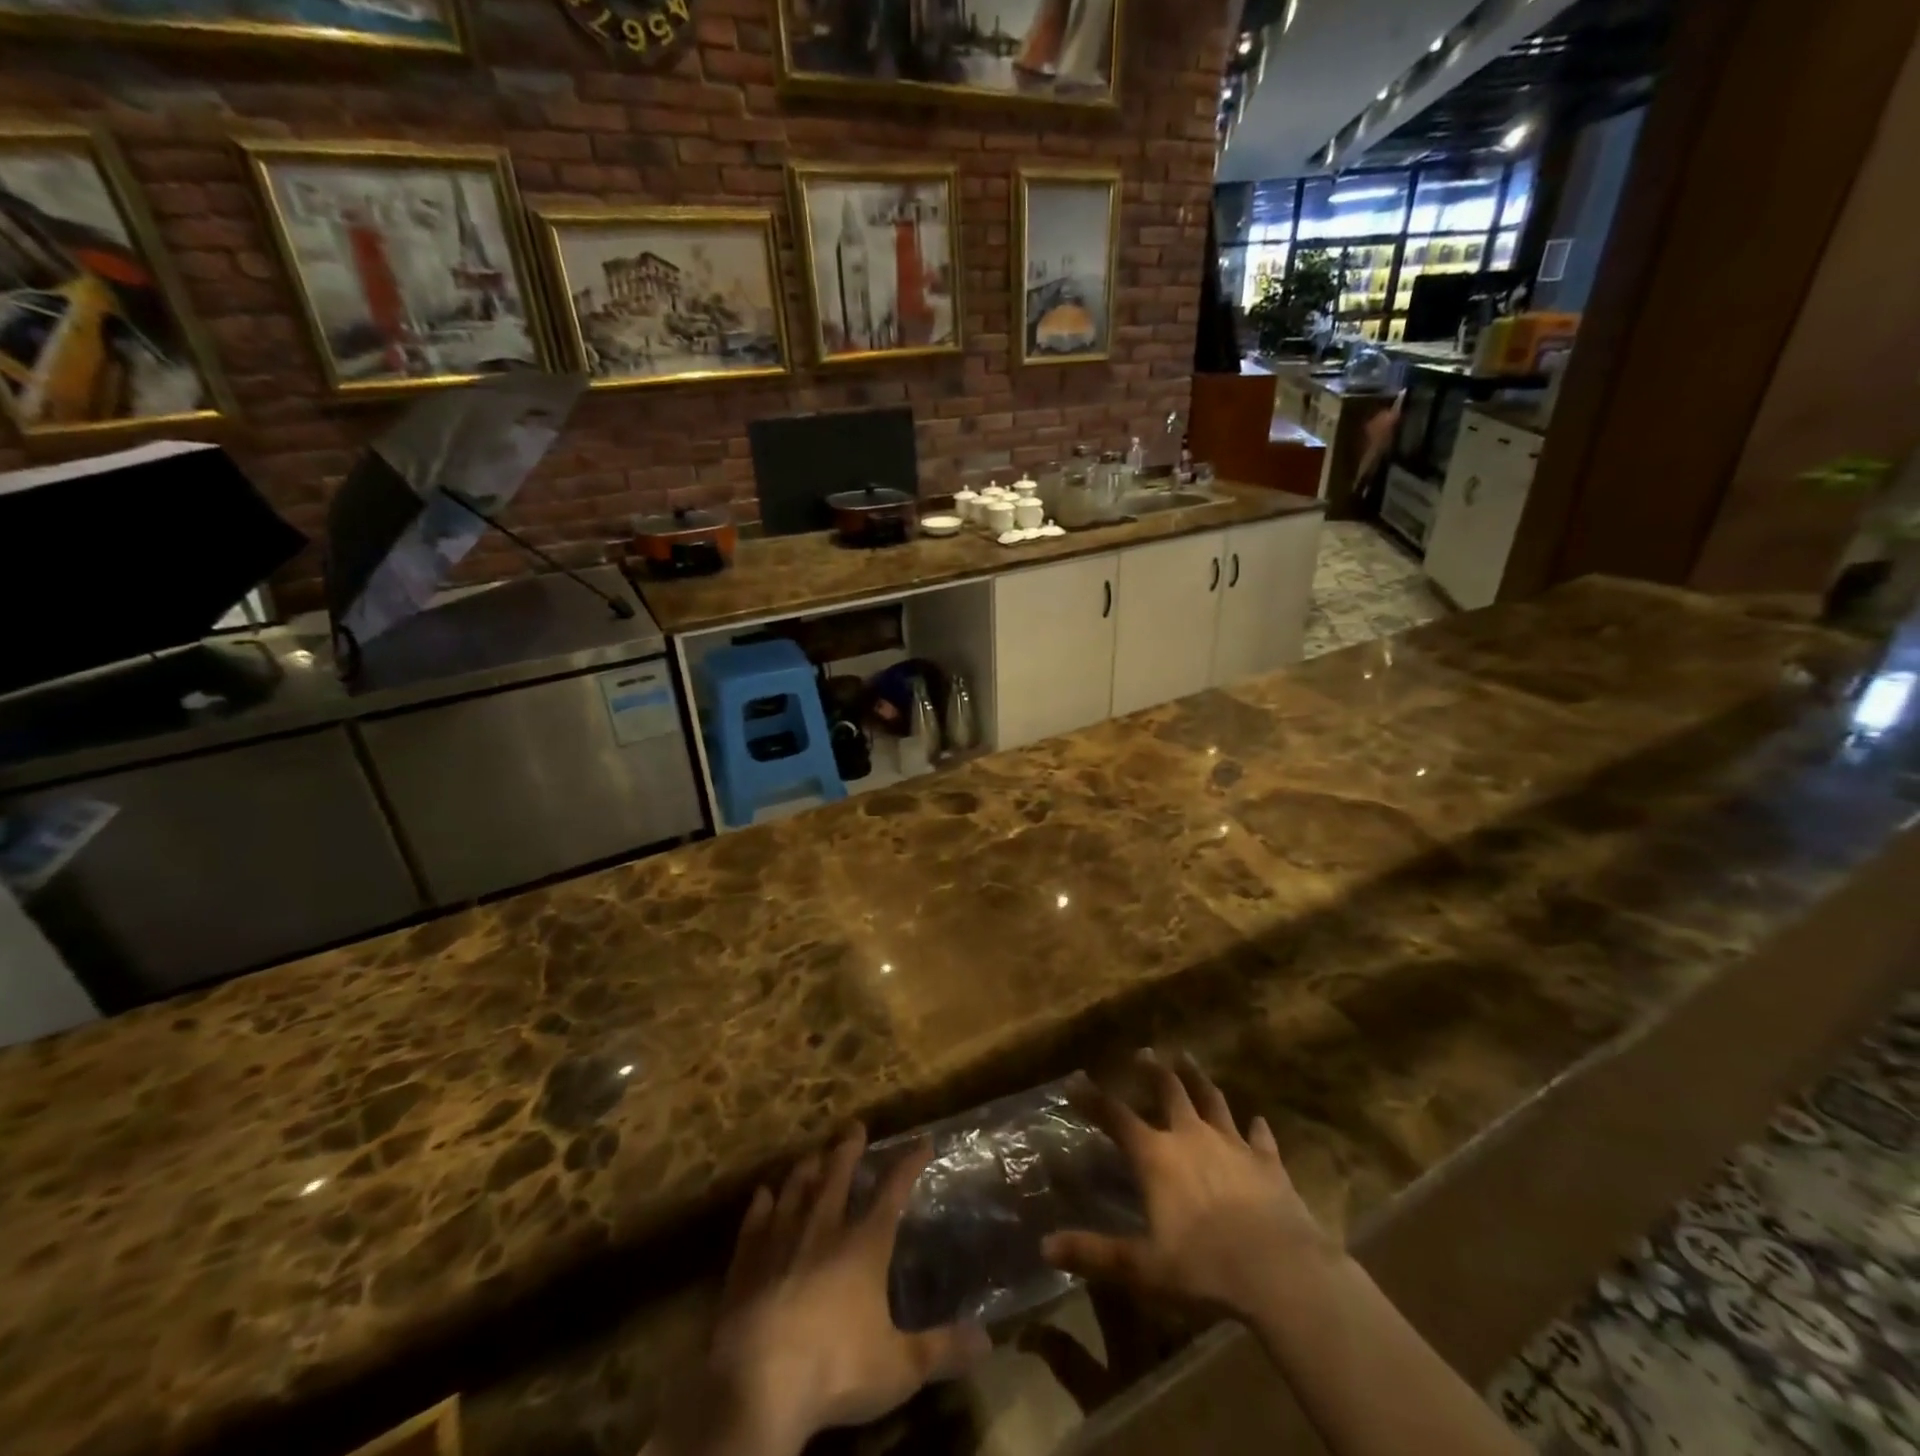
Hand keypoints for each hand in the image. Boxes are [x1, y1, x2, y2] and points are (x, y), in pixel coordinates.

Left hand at [650, 1127, 990, 1455]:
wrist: (757, 1387)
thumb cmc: (835, 1371)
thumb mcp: (899, 1368)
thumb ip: (942, 1349)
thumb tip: (988, 1341)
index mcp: (863, 1245)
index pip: (892, 1191)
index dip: (909, 1163)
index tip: (922, 1141)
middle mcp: (823, 1229)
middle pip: (838, 1176)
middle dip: (849, 1149)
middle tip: (854, 1126)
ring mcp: (781, 1240)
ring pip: (796, 1189)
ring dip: (807, 1168)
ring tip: (813, 1153)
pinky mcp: (746, 1261)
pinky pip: (755, 1220)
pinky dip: (761, 1203)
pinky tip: (763, 1192)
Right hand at [1042, 1050, 1340, 1325]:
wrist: (1281, 1272)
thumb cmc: (1205, 1267)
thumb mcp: (1143, 1267)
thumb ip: (1095, 1253)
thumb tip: (1045, 1247)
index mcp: (1157, 1156)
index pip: (1116, 1117)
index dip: (1093, 1099)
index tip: (1076, 1079)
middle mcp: (1191, 1137)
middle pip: (1169, 1091)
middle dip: (1153, 1071)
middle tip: (1144, 1052)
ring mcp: (1233, 1145)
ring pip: (1212, 1100)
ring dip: (1199, 1078)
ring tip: (1188, 1059)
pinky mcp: (1268, 1163)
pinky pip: (1260, 1137)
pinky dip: (1257, 1128)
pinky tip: (1258, 1119)